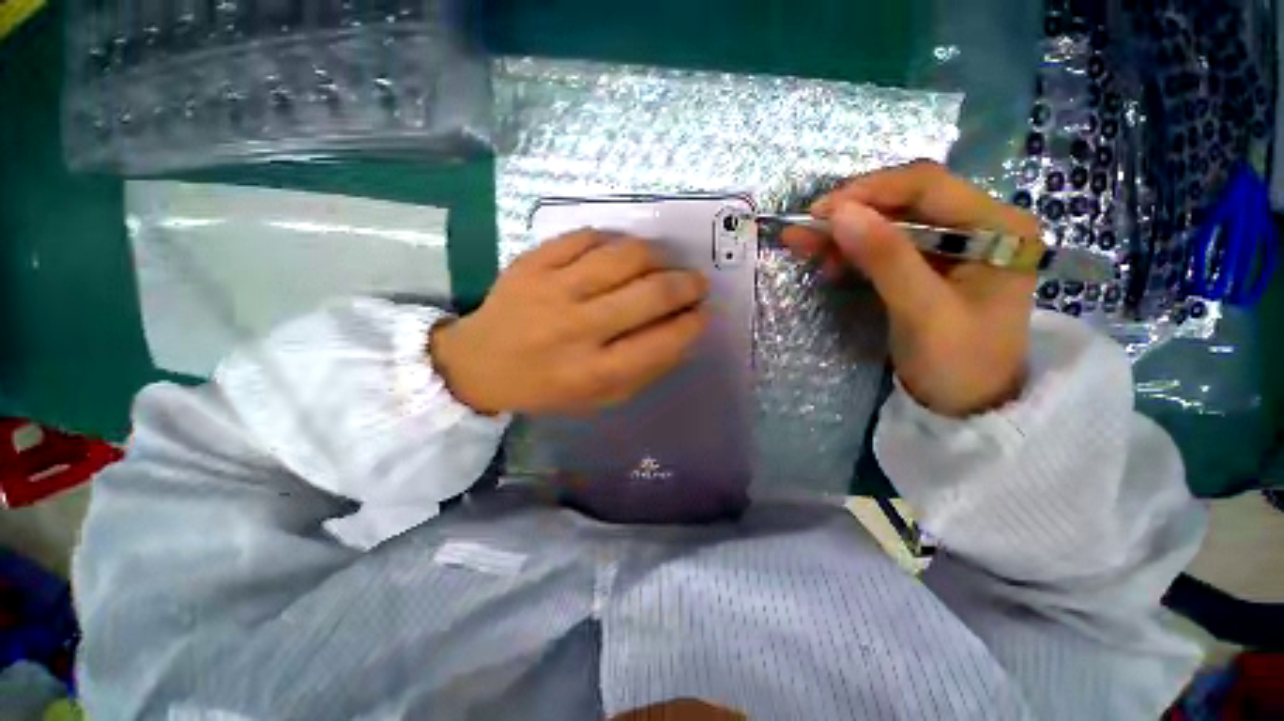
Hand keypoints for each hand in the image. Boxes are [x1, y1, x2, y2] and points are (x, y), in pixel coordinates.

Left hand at [429, 230, 708, 414]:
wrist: (479, 364)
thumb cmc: (547, 387)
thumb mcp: (600, 397)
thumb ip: (644, 370)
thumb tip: (684, 333)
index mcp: (593, 372)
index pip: (661, 342)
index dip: (692, 324)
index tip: (704, 313)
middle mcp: (576, 329)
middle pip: (650, 293)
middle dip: (686, 284)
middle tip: (696, 283)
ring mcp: (551, 290)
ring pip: (624, 256)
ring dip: (657, 256)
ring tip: (662, 264)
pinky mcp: (531, 263)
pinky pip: (586, 237)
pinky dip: (613, 241)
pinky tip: (619, 253)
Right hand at [782, 160, 1038, 417]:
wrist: (969, 405)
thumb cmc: (959, 363)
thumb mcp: (923, 311)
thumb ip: (886, 258)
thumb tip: (839, 213)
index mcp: (996, 226)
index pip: (927, 186)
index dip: (870, 191)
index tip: (820, 211)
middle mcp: (976, 224)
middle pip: (904, 202)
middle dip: (851, 213)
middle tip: (805, 229)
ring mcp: (950, 245)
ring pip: (888, 223)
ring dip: (844, 232)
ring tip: (803, 243)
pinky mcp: (926, 265)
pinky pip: (883, 247)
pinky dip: (851, 251)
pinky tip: (827, 260)